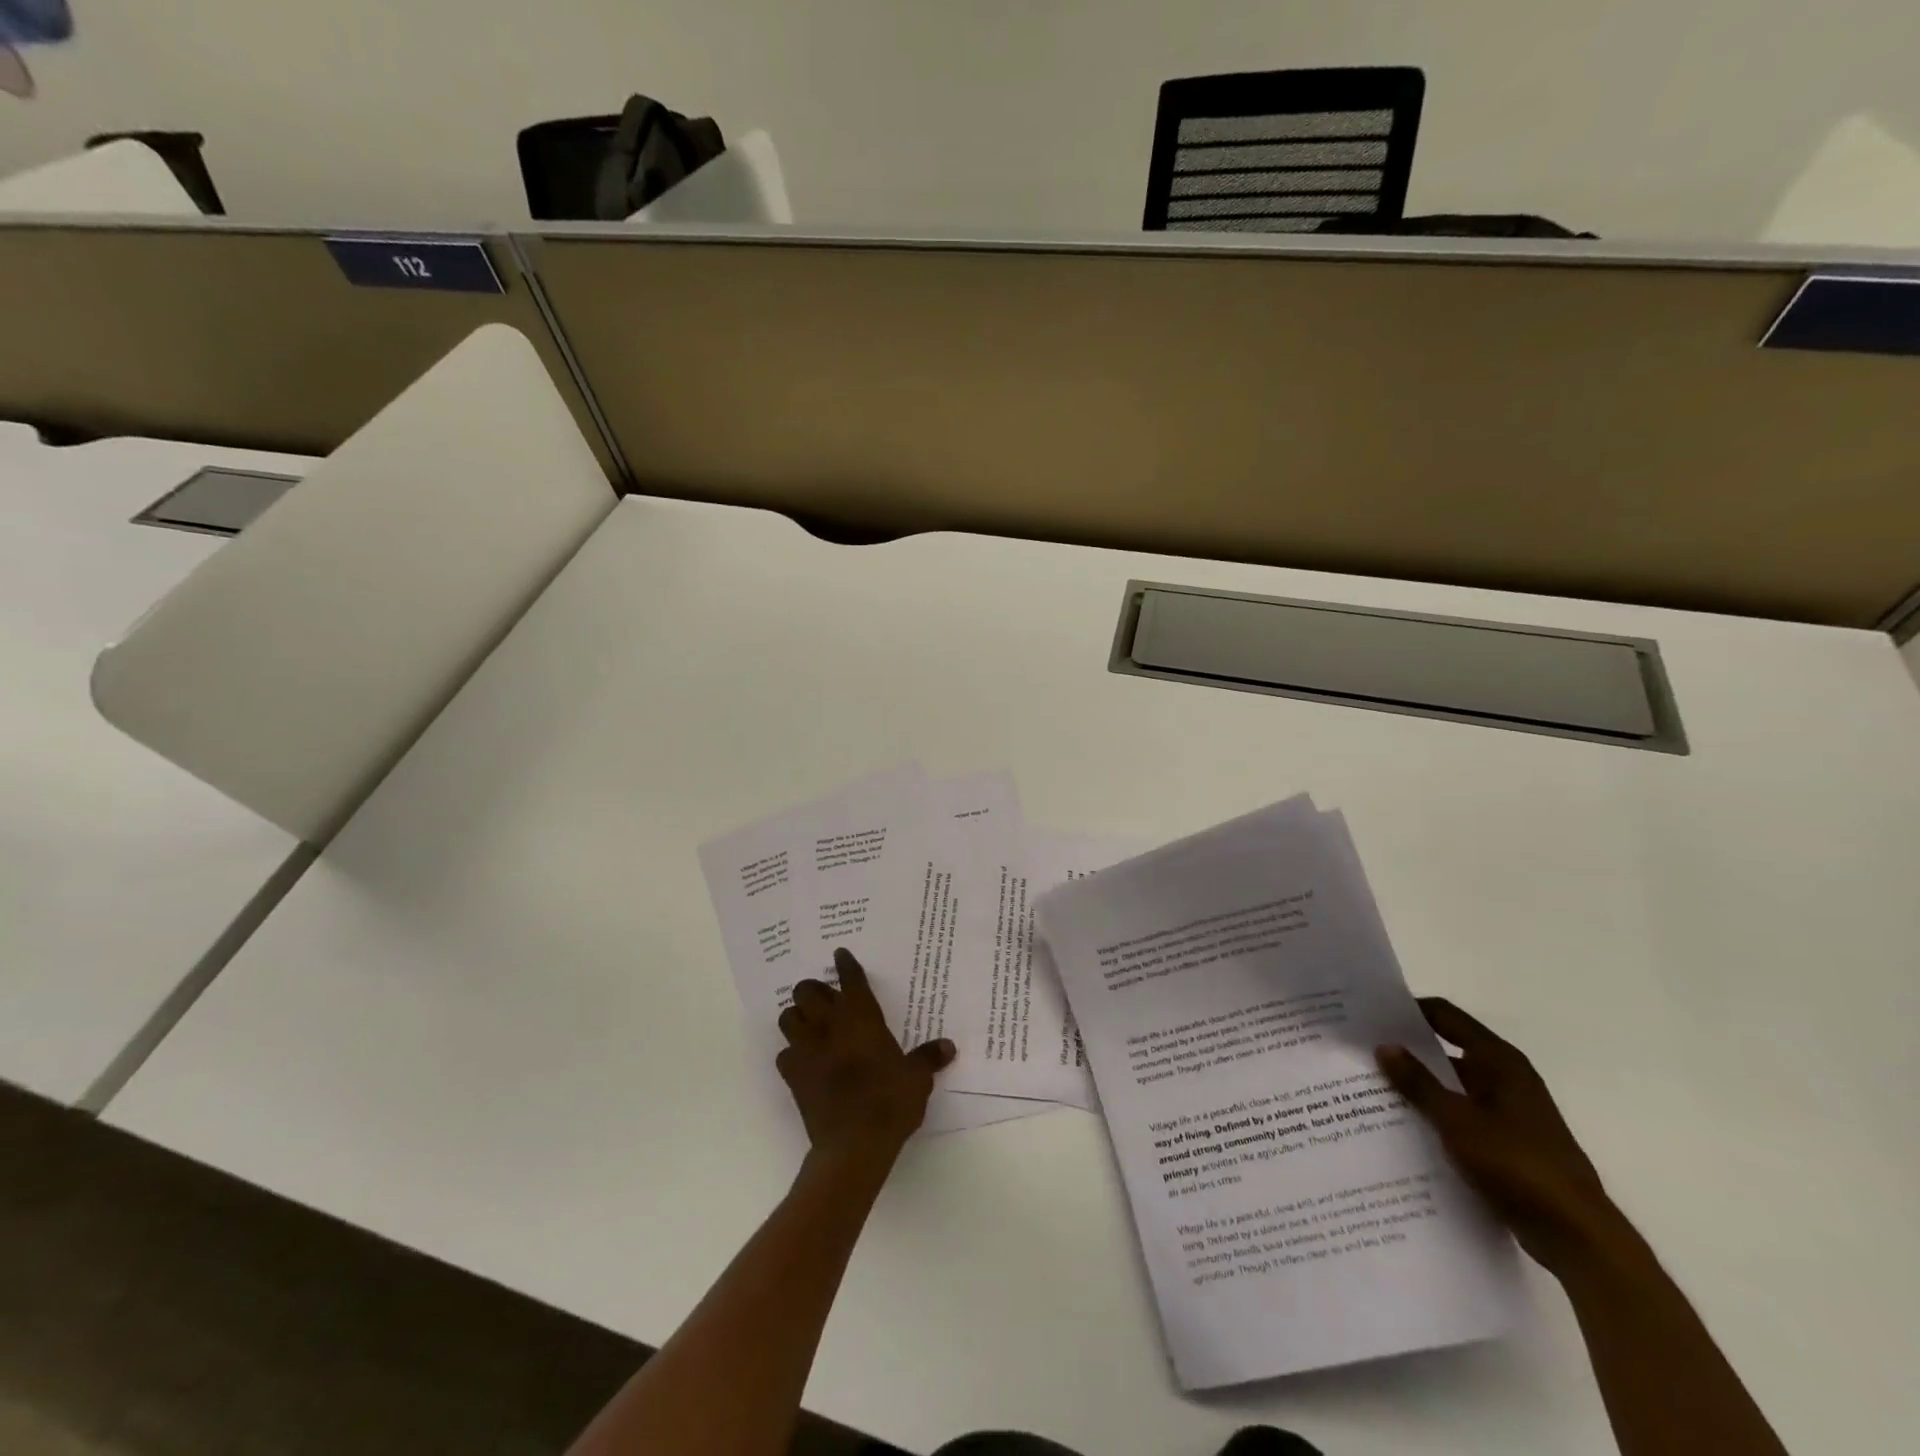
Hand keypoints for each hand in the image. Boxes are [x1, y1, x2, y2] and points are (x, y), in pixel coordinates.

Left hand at [777, 948, 954, 1165]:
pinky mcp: (792, 1075)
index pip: (851, 980)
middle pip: (807, 991)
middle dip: (813, 990)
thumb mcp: (917, 1078)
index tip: (841, 955)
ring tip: (809, 1024)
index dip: (845, 965)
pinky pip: (784, 1054)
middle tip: (825, 998)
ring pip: (788, 1017)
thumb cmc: (890, 1102)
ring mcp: (807, 1049)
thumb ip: (928, 1058)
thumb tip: (948, 1046)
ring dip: (797, 1017)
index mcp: (862, 1019)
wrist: (854, 1144)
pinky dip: (792, 1053)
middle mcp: (830, 1026)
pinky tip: (803, 1061)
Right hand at [1377, 997, 1620, 1275]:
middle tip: (1361, 1052)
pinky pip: (1461, 1115)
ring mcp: (1508, 1111)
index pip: (1445, 1016)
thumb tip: (1384, 1046)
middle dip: (1406, 1051)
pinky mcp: (1507, 1142)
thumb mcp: (1458, 1121)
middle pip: (1446, 1049)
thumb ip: (1418, 1082)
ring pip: (1452, 1086)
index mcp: (1499, 1061)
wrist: (1579, 1238)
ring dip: (1419, 1086)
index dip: (1408, 1010)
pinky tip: (1403, 1127)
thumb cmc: (1519, 1166)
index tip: (1369, 1014)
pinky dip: (1435, 1115)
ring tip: (1371, 1089)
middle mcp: (1506, 1078)